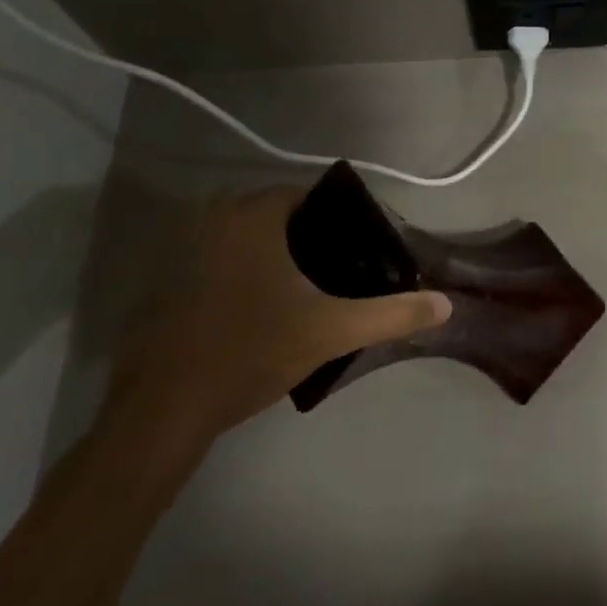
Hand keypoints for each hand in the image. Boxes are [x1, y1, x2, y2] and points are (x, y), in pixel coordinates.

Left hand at [102, 185, 451, 467]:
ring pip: (241, 238)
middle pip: (273, 214)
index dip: (338, 216)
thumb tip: (446, 304)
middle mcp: (210, 220)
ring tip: (306, 288)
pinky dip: (239, 272)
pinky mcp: (160, 283)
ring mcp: (177, 251)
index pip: (305, 194)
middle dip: (307, 235)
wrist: (161, 410)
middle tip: (339, 268)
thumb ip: (392, 314)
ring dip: (271, 254)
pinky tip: (259, 309)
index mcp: (251, 218)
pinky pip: (214, 260)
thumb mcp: (332, 332)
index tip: (360, 245)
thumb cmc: (250, 352)